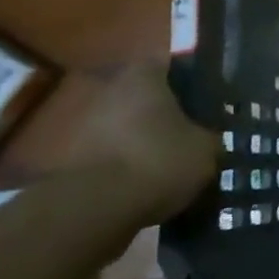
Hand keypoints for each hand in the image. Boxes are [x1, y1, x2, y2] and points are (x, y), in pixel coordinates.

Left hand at [68, 61, 218, 222]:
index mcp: (144, 75)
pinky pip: (109, 158)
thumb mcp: (206, 149)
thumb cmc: (158, 160)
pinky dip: (124, 169)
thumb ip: (209, 137)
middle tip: (188, 138)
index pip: (172, 68)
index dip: (190, 85)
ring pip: (125, 129)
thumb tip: (209, 140)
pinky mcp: (68, 162)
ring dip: (142, 144)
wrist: (94, 210)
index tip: (205, 106)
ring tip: (168, 169)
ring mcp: (83, 126)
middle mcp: (109, 90)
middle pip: (145, 99)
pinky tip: (145, 188)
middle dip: (163, 117)